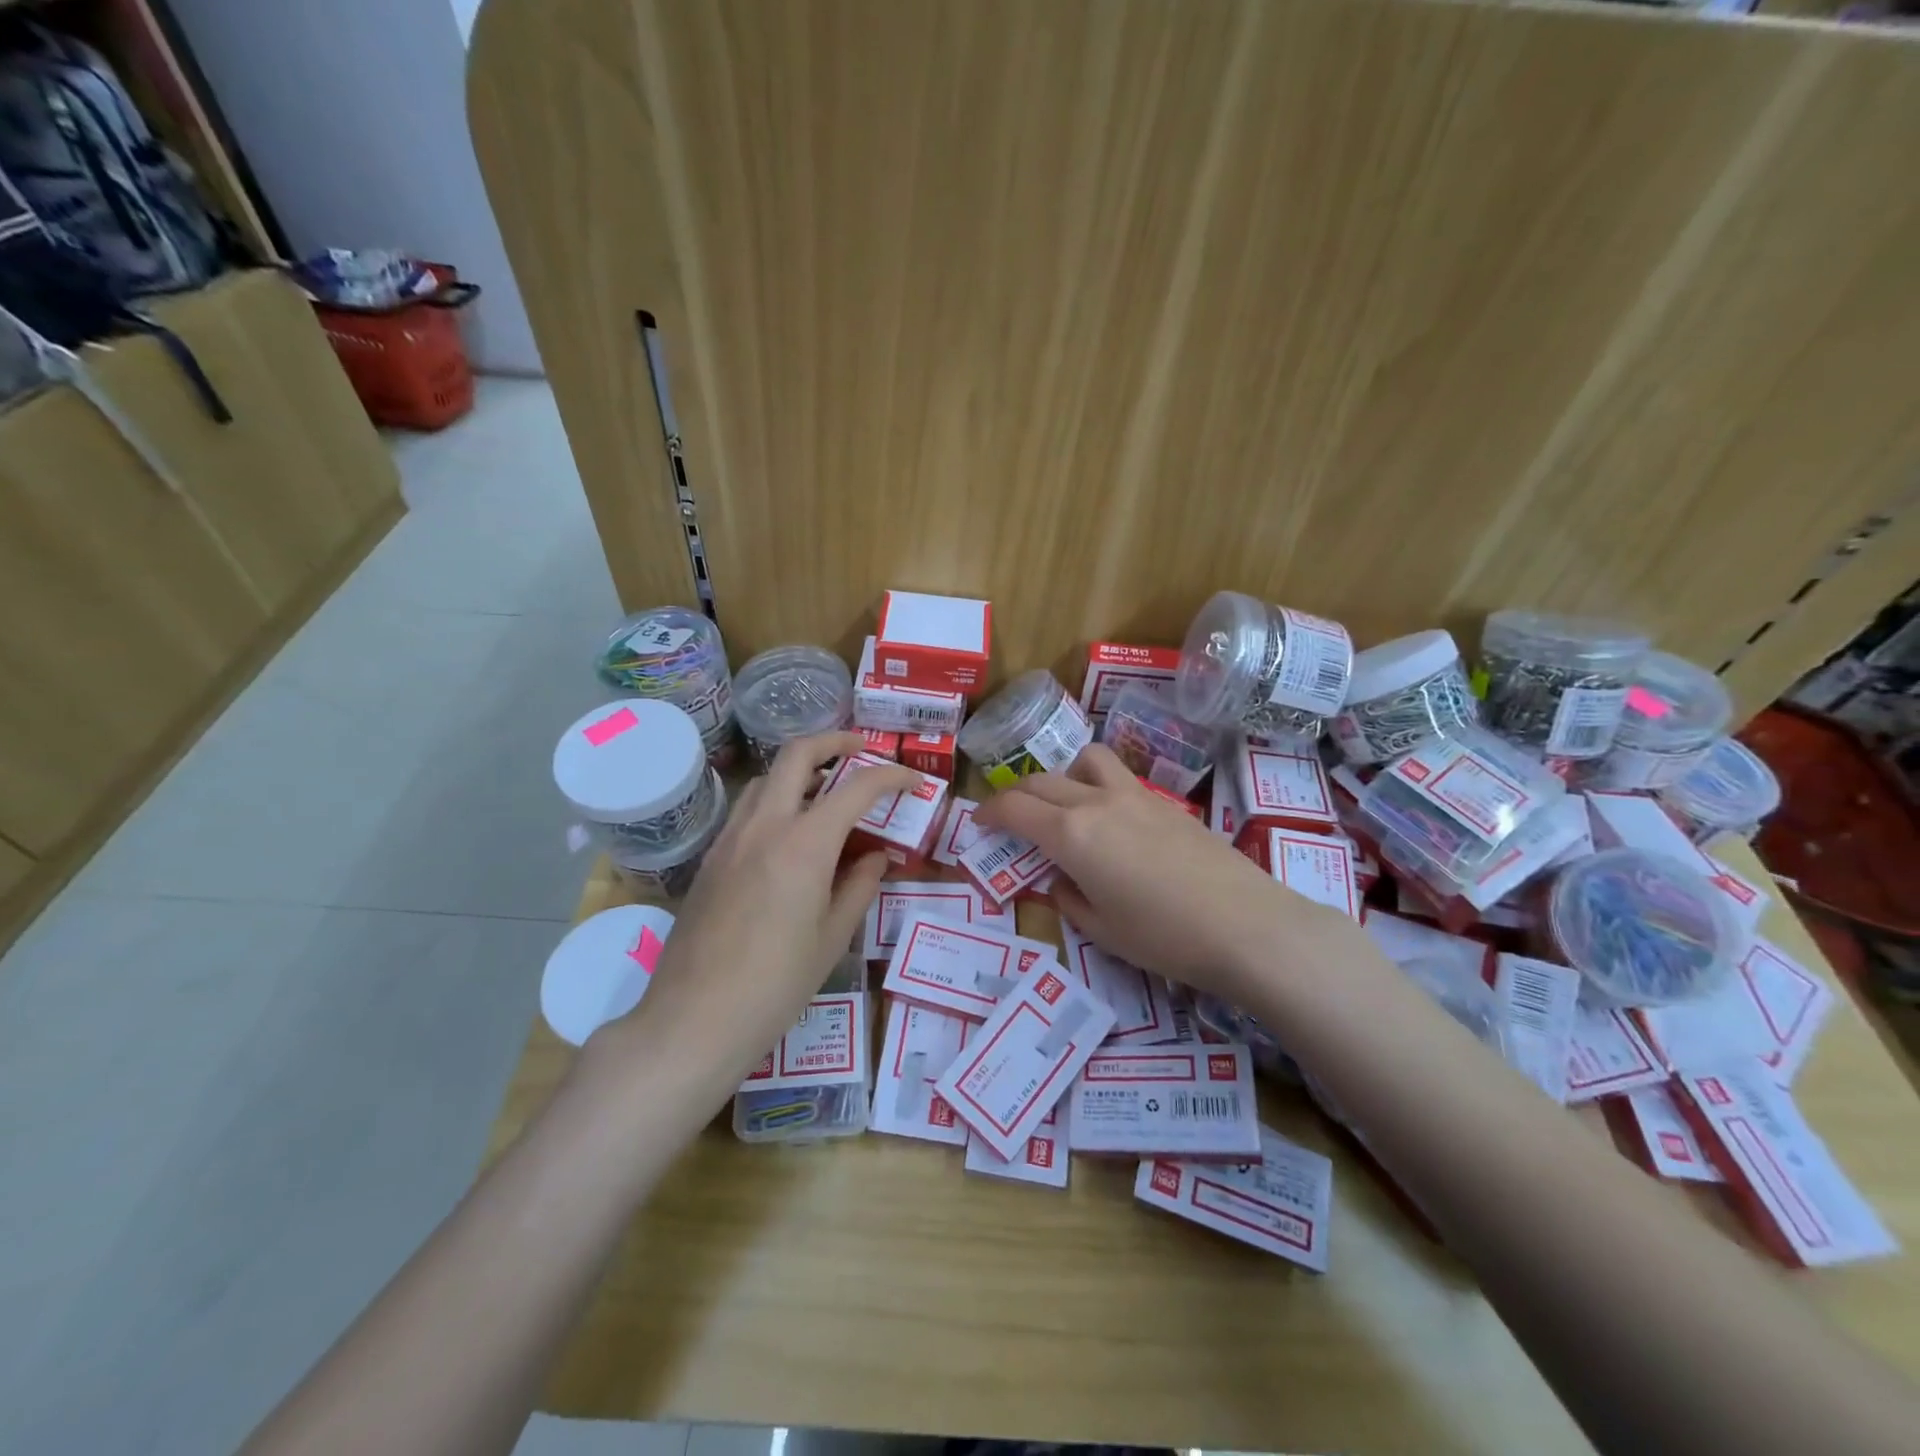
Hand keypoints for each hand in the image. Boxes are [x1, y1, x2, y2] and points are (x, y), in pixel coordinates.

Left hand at [606, 732, 915, 1104]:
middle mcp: (765, 826)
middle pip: (797, 755)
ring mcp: (731, 839)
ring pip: (767, 778)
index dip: (891, 776)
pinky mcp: (711, 858)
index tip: (913, 781)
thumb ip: (860, 886)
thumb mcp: (832, 938)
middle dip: (834, 742)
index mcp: (804, 844)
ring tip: (827, 790)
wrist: (694, 1020)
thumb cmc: (776, 985)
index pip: (856, 788)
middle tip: (861, 751)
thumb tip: (876, 856)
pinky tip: (790, 833)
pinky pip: (748, 809)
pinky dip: (776, 799)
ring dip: (800, 769)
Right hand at [973, 744, 1361, 999]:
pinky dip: (1098, 787)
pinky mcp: (1165, 802)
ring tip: (1066, 804)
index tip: (977, 822)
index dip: (989, 812)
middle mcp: (1096, 803)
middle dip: (1016, 795)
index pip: (1015, 809)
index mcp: (1071, 835)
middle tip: (1009, 817)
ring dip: (1063, 775)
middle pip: (1042, 781)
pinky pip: (1118, 778)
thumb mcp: (1102, 930)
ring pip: (1085, 760)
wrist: (1246, 925)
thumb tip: (1061, 880)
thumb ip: (1069, 899)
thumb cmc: (1164, 937)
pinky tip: (1111, 822)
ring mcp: (1135, 796)